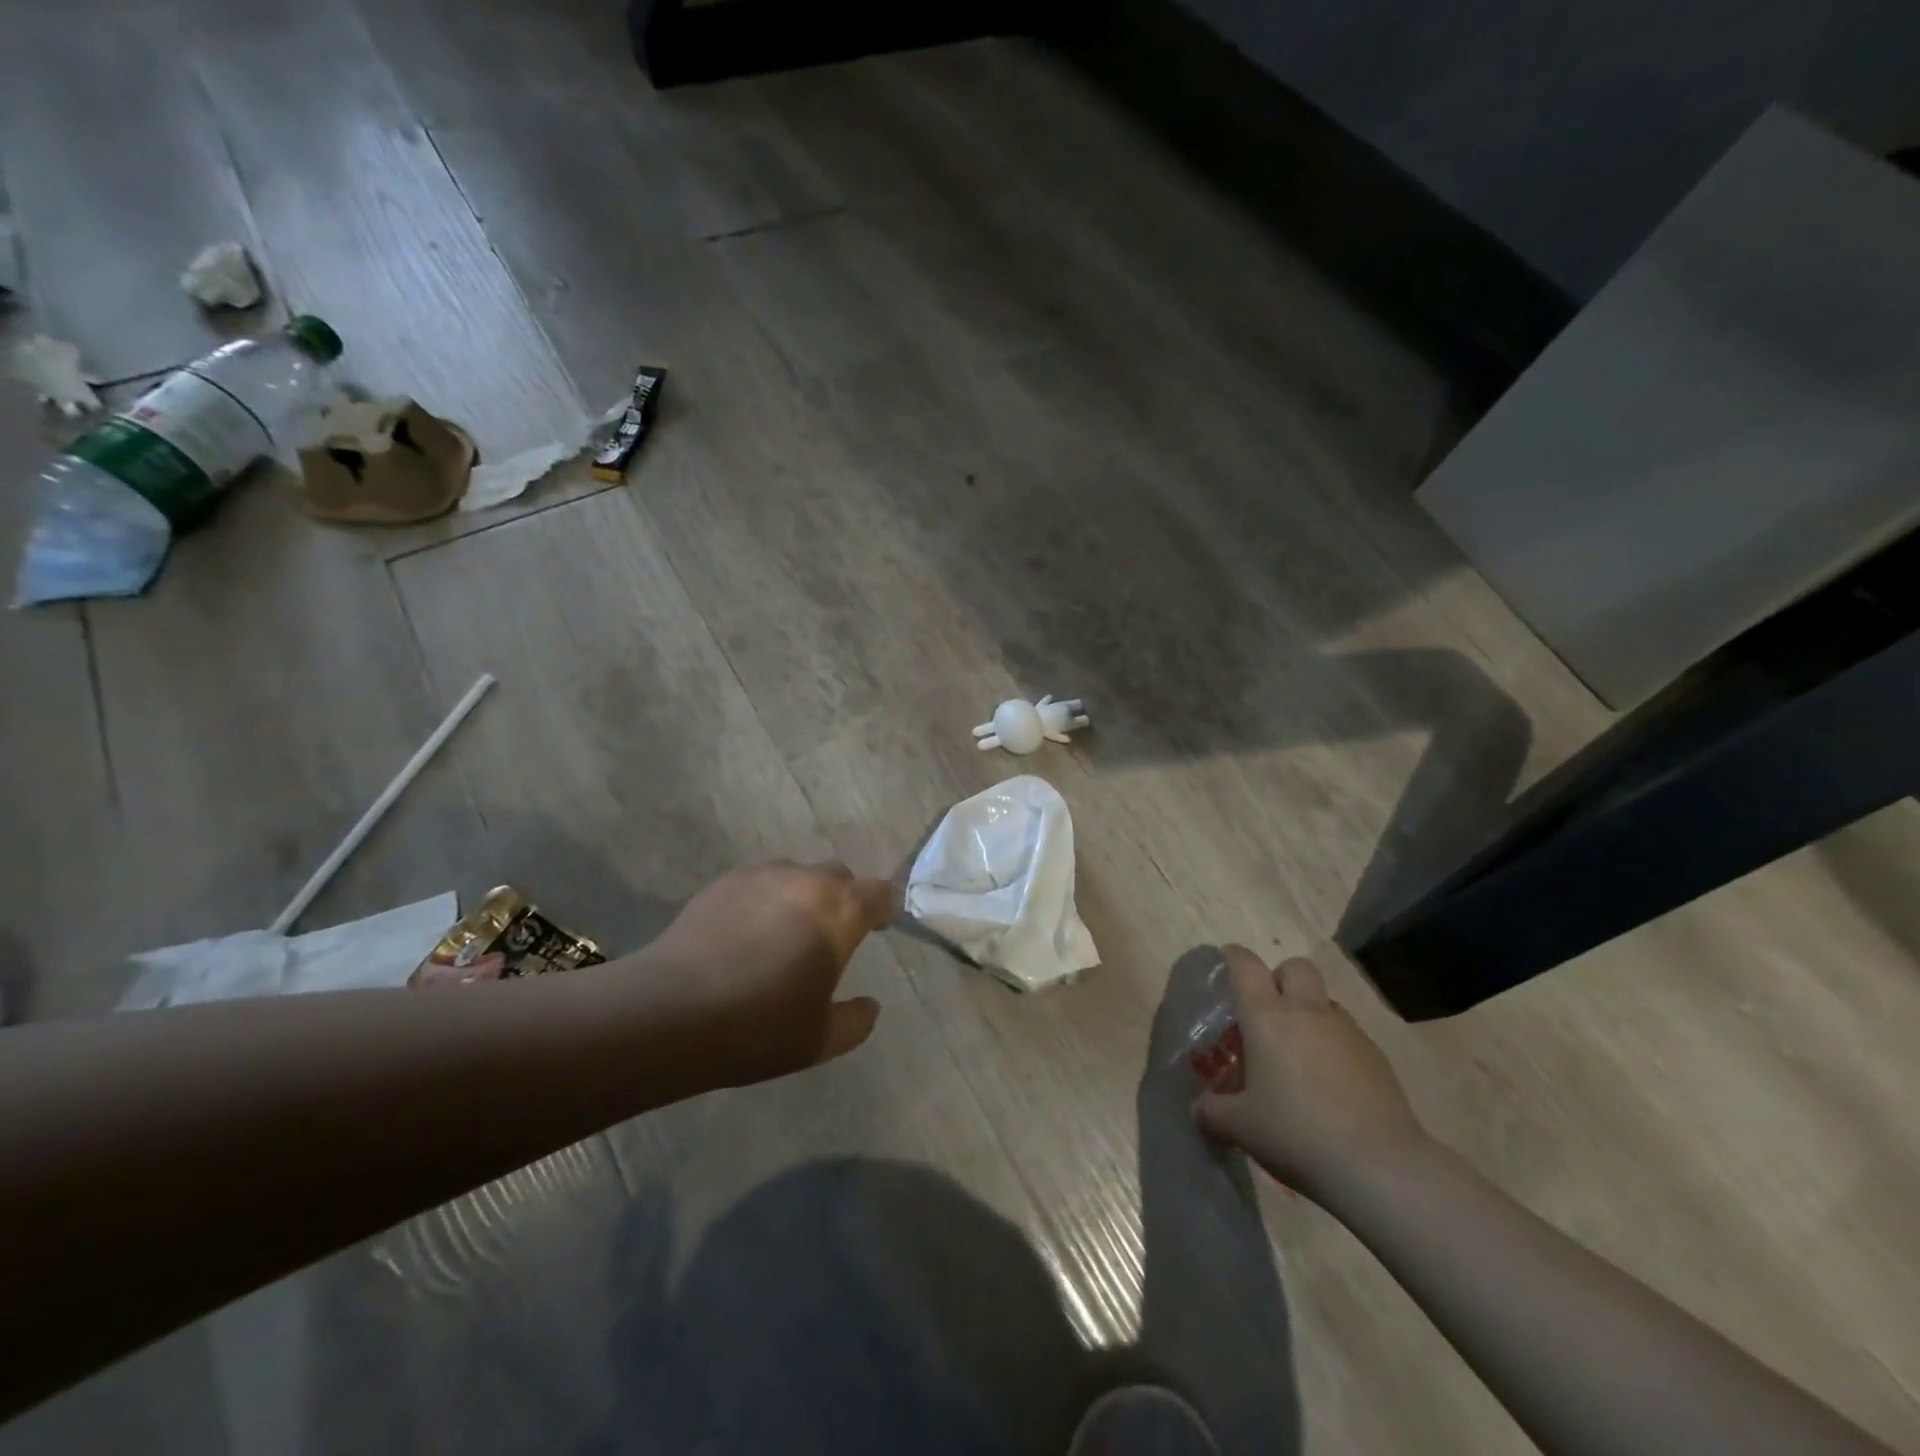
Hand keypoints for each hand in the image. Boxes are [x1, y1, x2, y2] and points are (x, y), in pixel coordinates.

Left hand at [646, 860, 889, 1088]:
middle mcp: (805, 881)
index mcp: (839, 912)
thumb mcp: (819, 1040)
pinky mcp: (721, 883)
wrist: (670, 1011)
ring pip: (795, 875)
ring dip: (801, 897)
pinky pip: (756, 884)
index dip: (881, 909)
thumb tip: (870, 1006)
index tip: (876, 929)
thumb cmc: (758, 1026)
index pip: (878, 892)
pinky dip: (762, 901)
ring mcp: (760, 876)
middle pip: (838, 875)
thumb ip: (855, 1021)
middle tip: (828, 936)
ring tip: (782, 934)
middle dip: (842, 899)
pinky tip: (743, 936)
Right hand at [1195, 947, 1429, 1200]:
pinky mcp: (1378, 1057)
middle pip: (1295, 968)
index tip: (1226, 962)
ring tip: (1300, 1057)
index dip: (1233, 957)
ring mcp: (1347, 1032)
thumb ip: (1213, 1111)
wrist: (1379, 1166)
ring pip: (1325, 1002)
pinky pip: (1348, 1036)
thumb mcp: (1240, 1127)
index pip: (1246, 966)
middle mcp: (1307, 1012)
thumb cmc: (1296, 1134)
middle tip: (1268, 1012)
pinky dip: (1334, 1048)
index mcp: (1267, 1017)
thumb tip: (1201, 1109)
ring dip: (1310, 1015)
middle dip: (1280, 978)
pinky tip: (1331, 1087)